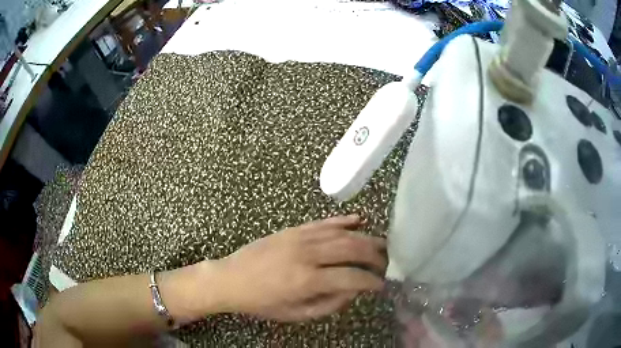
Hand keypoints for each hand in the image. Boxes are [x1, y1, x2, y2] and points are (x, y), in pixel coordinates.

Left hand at [214, 215, 386, 320]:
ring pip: (342, 233)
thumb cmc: (262, 302)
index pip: (351, 277)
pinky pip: (324, 222)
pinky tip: (360, 220)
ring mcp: (299, 238)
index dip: (371, 281)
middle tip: (388, 262)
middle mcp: (307, 255)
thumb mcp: (295, 314)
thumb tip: (353, 291)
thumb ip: (329, 305)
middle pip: (352, 249)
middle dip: (375, 256)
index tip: (382, 285)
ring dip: (366, 238)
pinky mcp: (293, 229)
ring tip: (381, 244)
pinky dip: (344, 221)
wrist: (231, 279)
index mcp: (307, 280)